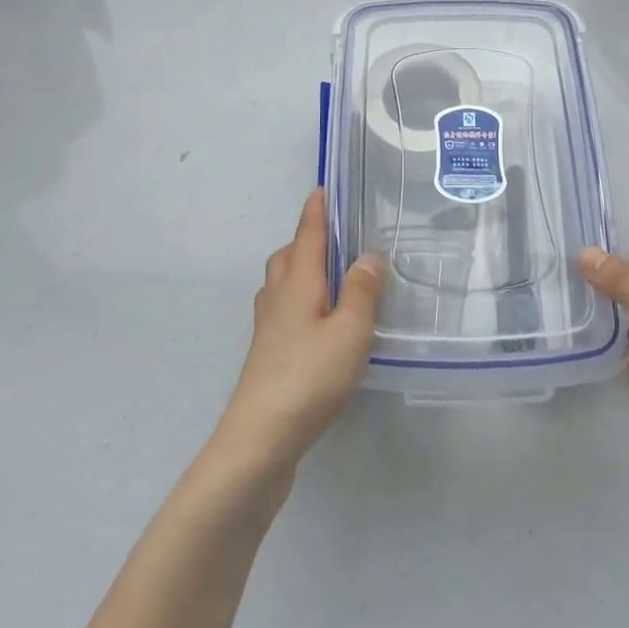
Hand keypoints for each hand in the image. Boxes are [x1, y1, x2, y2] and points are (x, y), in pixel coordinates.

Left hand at [214, 190, 383, 472]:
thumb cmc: (309, 377)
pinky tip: (317, 322)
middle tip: (337, 238)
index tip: (324, 188)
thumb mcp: (350, 331)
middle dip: (307, 239)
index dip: (317, 210)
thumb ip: (362, 292)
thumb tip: (368, 255)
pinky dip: (299, 299)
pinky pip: (283, 308)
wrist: (260, 439)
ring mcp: (268, 326)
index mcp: (298, 281)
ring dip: (301, 269)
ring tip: (331, 276)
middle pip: (288, 255)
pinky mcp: (267, 352)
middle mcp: (278, 296)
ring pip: (281, 282)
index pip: (307, 233)